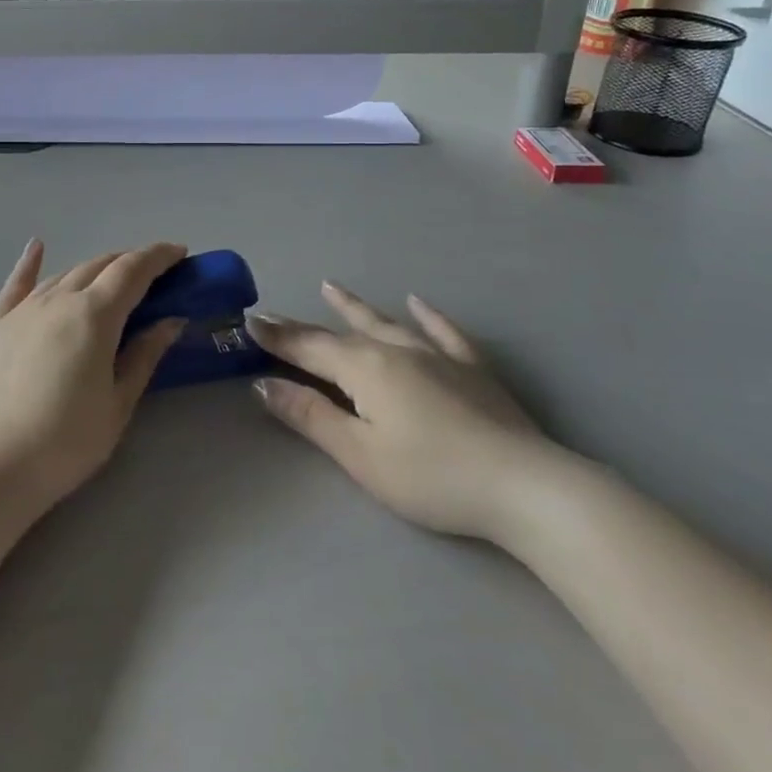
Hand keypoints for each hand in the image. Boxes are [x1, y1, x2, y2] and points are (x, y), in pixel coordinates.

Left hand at [0, 240, 186, 512]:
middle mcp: (58, 299)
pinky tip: (36, 247)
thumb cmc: (66, 441)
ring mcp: (22, 310)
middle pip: (99, 266)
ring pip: (65, 274)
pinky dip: (29, 264)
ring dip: (93, 270)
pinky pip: (16, 286)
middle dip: (129, 263)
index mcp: (94, 315)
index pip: (133, 271)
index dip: (159, 257)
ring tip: (111, 278)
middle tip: (152, 276)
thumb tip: (171, 320)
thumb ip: (144, 355)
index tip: (179, 253)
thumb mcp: (118, 403)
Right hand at [250, 283, 554, 541]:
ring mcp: (437, 354)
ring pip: (386, 322)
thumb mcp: (359, 455)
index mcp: (365, 369)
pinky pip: (442, 331)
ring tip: (331, 286)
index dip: (277, 337)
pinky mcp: (472, 367)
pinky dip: (427, 315)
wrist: (522, 485)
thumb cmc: (430, 476)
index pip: (309, 348)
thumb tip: (264, 385)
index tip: (248, 321)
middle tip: (275, 314)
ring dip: (355, 306)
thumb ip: (311, 416)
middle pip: (341, 333)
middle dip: (304, 326)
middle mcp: (396, 349)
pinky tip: (418, 302)